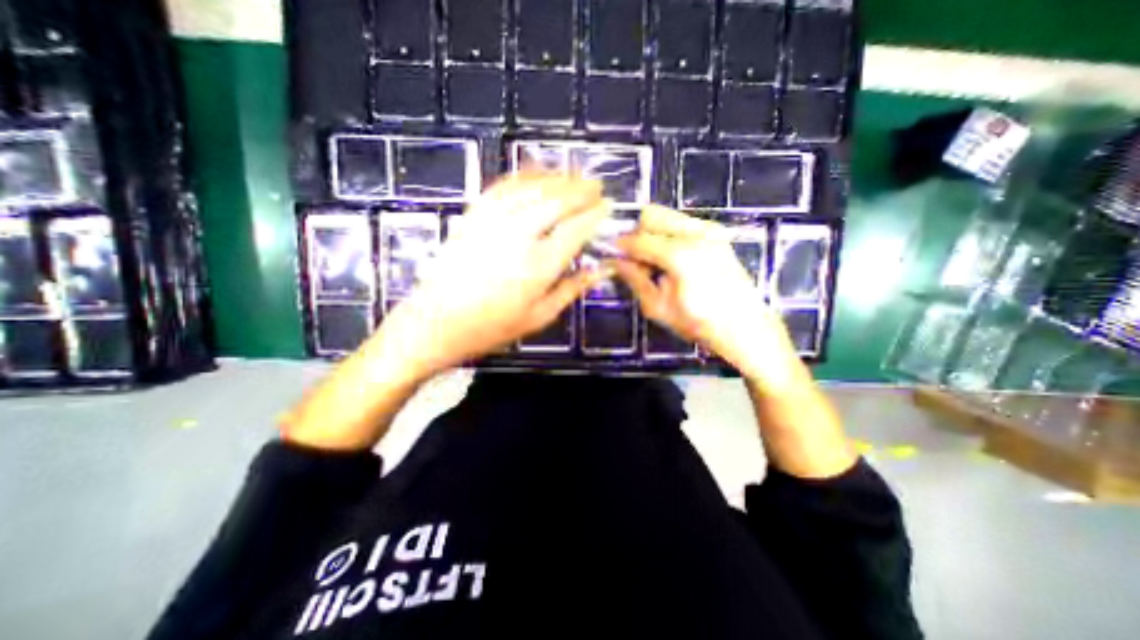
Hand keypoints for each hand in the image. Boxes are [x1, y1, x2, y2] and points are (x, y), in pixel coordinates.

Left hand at [377, 171, 609, 378]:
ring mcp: (493, 222)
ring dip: (557, 178)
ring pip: (532, 188)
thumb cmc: (492, 327)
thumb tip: (603, 270)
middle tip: (596, 186)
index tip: (608, 206)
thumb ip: (573, 289)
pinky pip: (502, 186)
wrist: (436, 323)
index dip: (595, 214)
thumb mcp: (540, 317)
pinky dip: (523, 176)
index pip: (575, 229)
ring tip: (574, 176)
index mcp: (539, 266)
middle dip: (581, 189)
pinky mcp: (473, 216)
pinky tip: (536, 172)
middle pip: (556, 201)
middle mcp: (519, 237)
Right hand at [620, 205, 793, 378]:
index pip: (638, 239)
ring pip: (668, 217)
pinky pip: (682, 224)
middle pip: (652, 215)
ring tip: (654, 262)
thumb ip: (634, 279)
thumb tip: (615, 262)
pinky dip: (669, 235)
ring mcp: (709, 230)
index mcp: (680, 255)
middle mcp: (696, 233)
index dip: (620, 246)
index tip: (611, 255)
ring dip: (653, 233)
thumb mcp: (657, 307)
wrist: (745, 326)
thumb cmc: (698, 323)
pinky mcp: (717, 234)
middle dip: (637, 234)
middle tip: (635, 260)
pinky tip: (671, 260)